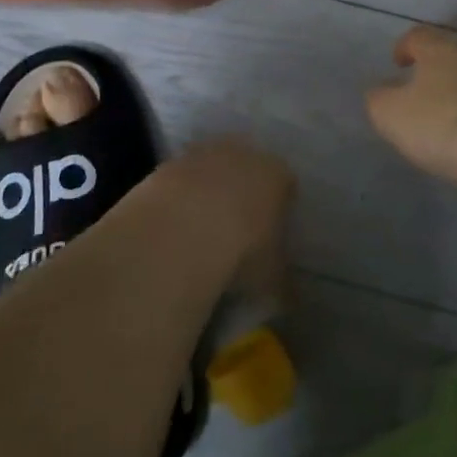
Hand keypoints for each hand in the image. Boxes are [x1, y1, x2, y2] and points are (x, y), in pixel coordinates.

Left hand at [144, 140, 293, 298]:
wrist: (179, 231)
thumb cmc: (241, 251)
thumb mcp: (271, 279)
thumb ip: (284, 286)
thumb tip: (292, 302)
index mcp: (276, 174)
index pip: (286, 183)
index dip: (281, 205)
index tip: (272, 230)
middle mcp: (241, 154)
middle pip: (246, 167)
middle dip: (243, 191)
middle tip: (237, 225)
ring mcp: (200, 155)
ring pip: (209, 169)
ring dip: (207, 191)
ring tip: (200, 228)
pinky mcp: (165, 166)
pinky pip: (178, 181)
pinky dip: (177, 199)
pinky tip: (173, 226)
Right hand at [366, 27, 456, 184]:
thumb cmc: (437, 124)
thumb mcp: (389, 113)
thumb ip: (378, 98)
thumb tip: (381, 92)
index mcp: (440, 52)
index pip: (419, 36)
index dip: (405, 46)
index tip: (397, 63)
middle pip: (448, 59)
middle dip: (431, 74)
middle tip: (416, 96)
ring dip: (453, 98)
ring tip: (439, 123)